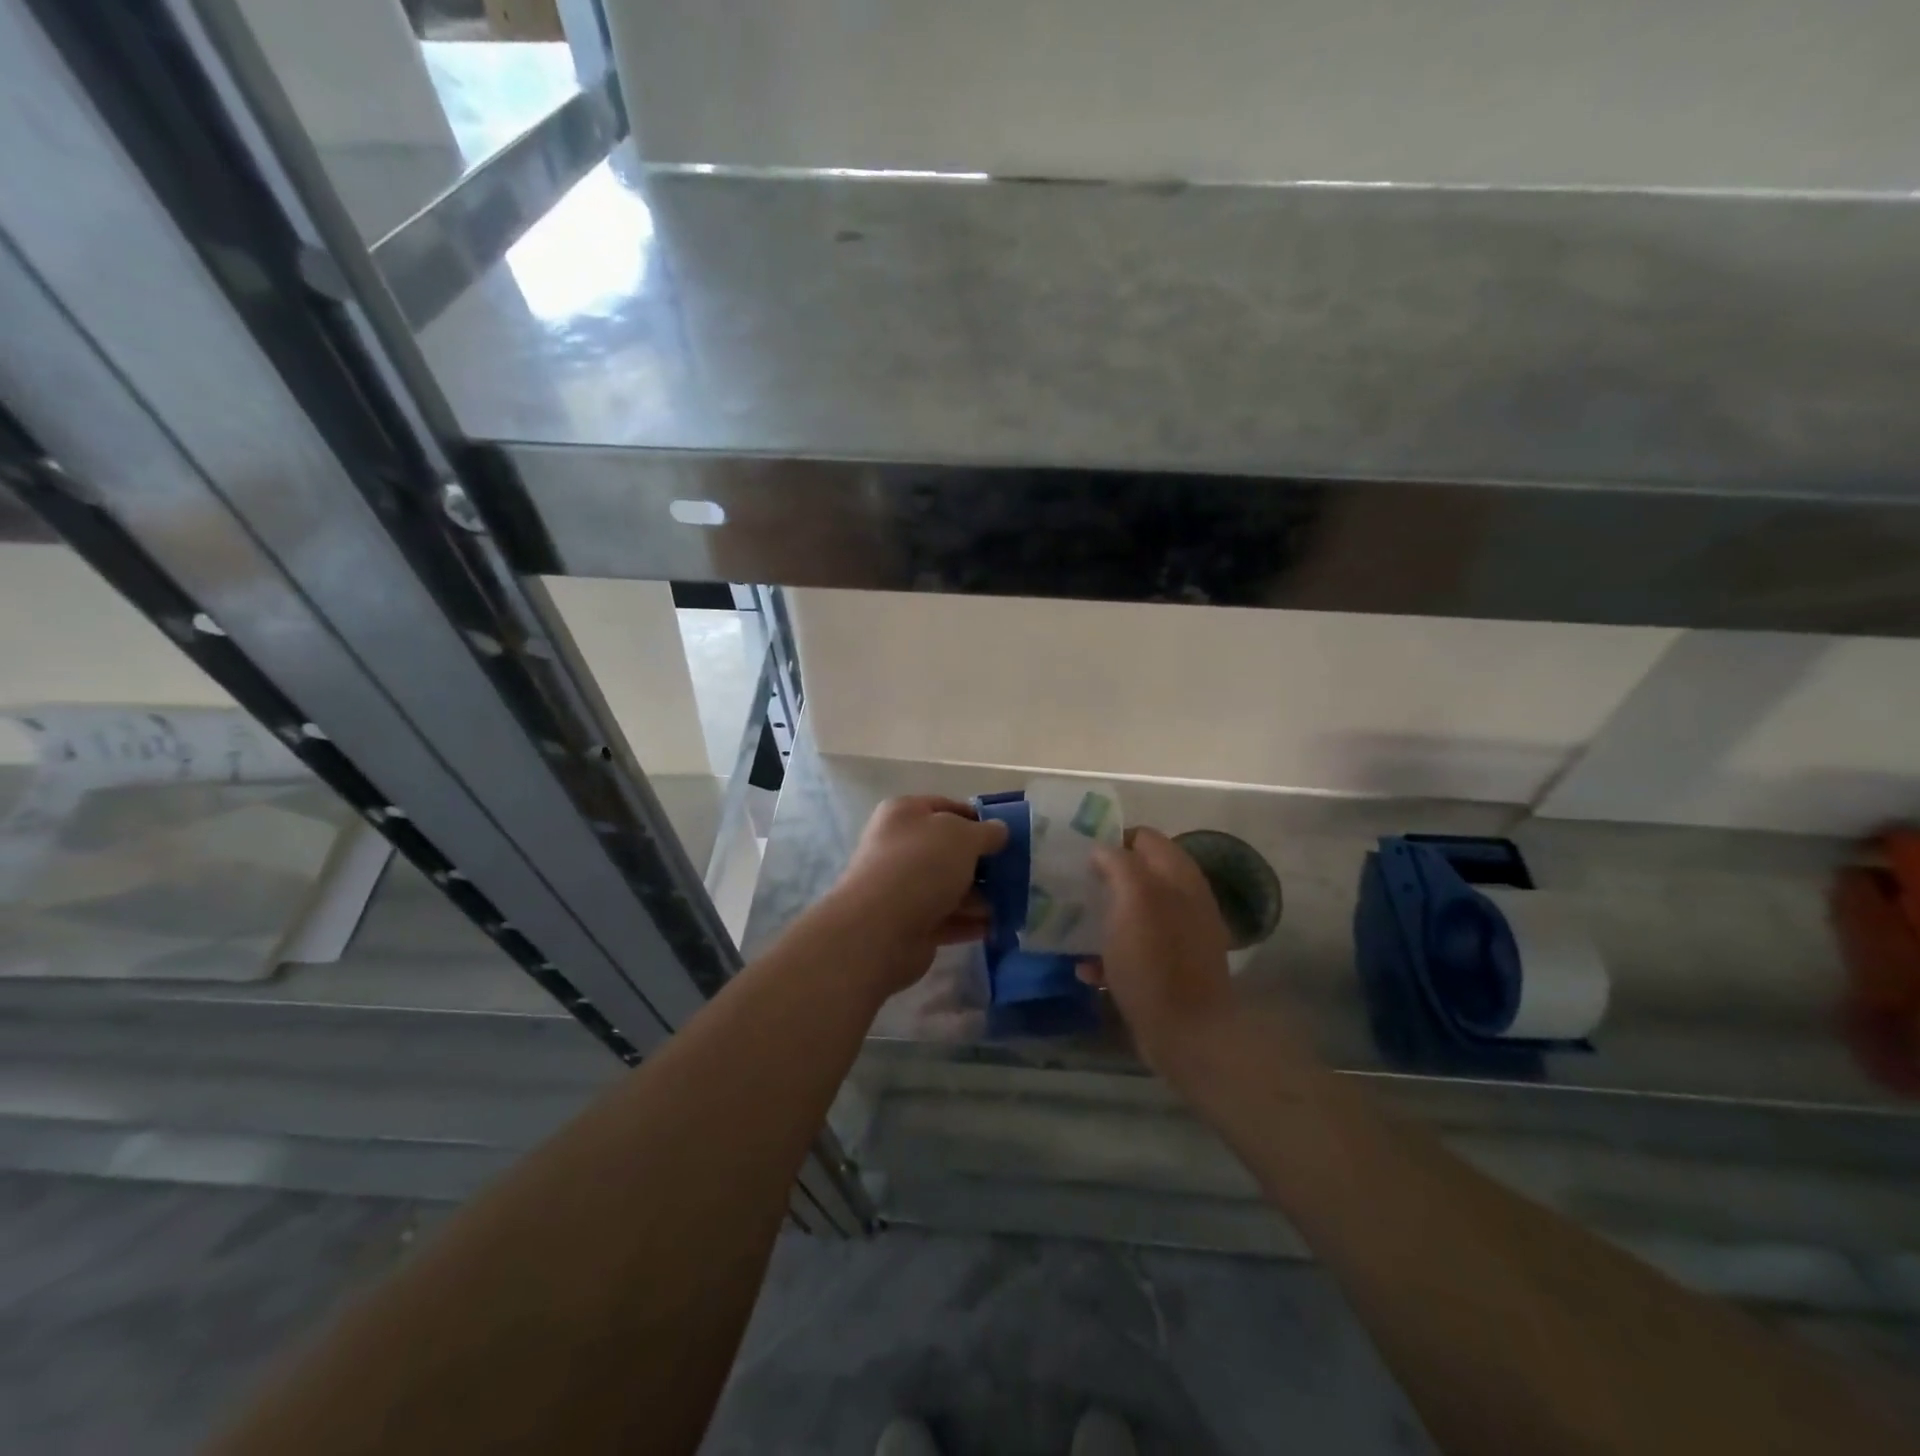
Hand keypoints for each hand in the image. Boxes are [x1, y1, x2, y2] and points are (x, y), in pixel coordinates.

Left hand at [818, 796, 1009, 995]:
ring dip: (981, 895)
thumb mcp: (963, 837)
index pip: (947, 808)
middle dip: (983, 862)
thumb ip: (987, 832)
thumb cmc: (922, 866)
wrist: (879, 929)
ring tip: (1015, 902)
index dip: (979, 819)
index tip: (1008, 835)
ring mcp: (903, 888)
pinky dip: (971, 922)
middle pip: (950, 851)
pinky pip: (948, 918)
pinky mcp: (910, 924)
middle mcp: (900, 847)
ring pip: (950, 886)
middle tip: (1017, 871)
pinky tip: (999, 926)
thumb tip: (999, 830)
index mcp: (905, 814)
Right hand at [1077, 827, 1237, 1075]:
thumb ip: (1118, 863)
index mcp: (1178, 875)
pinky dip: (1109, 955)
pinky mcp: (1169, 969)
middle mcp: (1184, 899)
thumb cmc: (1156, 960)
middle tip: (1068, 888)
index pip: (1142, 837)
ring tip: (1070, 926)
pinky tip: (1086, 970)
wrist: (1188, 1034)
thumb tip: (1101, 849)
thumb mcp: (1134, 899)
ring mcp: (1179, 936)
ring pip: (1132, 912)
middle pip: (1137, 875)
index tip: (1076, 854)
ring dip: (1102, 917)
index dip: (1109, 839)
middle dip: (1102, 879)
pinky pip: (1133, 950)